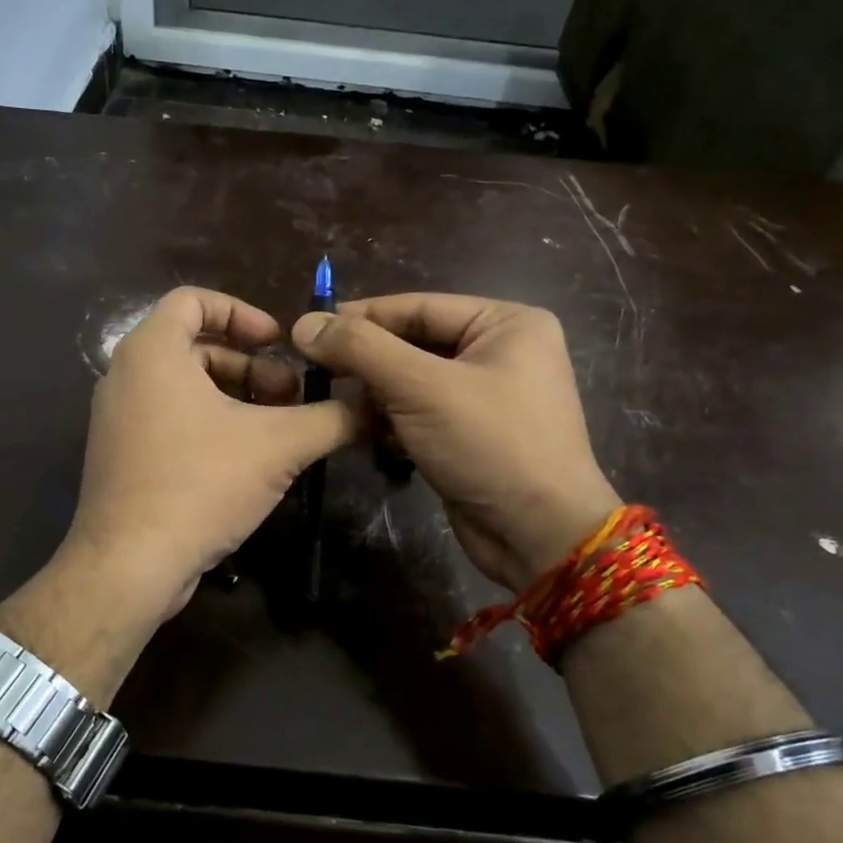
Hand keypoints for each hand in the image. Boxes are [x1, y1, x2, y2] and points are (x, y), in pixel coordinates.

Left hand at [59, 288, 361, 624]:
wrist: (130, 564)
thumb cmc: (200, 484)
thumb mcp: (278, 446)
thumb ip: (331, 418)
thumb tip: (374, 406)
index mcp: (152, 352)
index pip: (194, 300)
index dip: (243, 313)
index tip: (279, 343)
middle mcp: (126, 376)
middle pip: (196, 347)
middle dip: (252, 367)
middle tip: (294, 396)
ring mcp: (118, 419)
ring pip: (185, 388)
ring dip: (236, 399)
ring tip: (280, 430)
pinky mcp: (121, 456)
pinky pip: (169, 420)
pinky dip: (209, 424)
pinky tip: (247, 460)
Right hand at [292, 294, 620, 592]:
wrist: (539, 536)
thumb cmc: (490, 445)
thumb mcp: (421, 387)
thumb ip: (361, 349)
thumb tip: (304, 324)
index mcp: (506, 323)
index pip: (417, 306)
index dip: (360, 316)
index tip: (307, 329)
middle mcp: (500, 351)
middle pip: (413, 342)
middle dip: (366, 361)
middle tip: (314, 371)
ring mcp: (487, 395)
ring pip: (412, 380)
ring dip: (376, 395)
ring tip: (338, 405)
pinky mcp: (471, 433)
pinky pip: (420, 412)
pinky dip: (393, 421)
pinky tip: (369, 434)